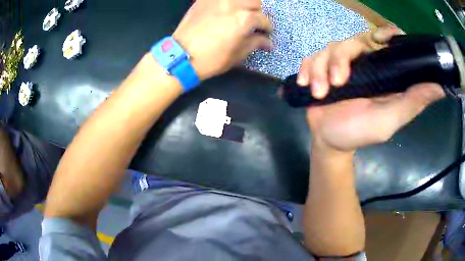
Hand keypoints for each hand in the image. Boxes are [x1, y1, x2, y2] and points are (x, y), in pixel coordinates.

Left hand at [173, 0, 272, 80]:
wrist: (181, 56)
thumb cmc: (212, 59)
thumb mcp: (238, 54)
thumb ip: (255, 43)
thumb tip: (269, 42)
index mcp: (245, 18)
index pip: (264, 20)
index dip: (268, 28)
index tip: (266, 33)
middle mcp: (233, 4)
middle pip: (255, 1)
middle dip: (257, 12)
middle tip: (253, 22)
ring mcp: (217, 0)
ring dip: (243, 4)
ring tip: (239, 14)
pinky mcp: (204, 0)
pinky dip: (226, 3)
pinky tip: (224, 10)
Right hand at [298, 27, 444, 151]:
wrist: (329, 141)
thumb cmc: (361, 132)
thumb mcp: (390, 119)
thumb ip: (413, 102)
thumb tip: (440, 87)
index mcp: (383, 72)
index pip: (388, 42)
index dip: (385, 34)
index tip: (379, 40)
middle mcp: (364, 63)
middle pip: (353, 41)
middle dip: (341, 58)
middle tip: (337, 83)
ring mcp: (341, 65)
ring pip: (330, 48)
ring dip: (321, 69)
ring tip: (320, 92)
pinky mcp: (322, 68)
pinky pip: (312, 57)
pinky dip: (307, 69)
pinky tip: (307, 85)